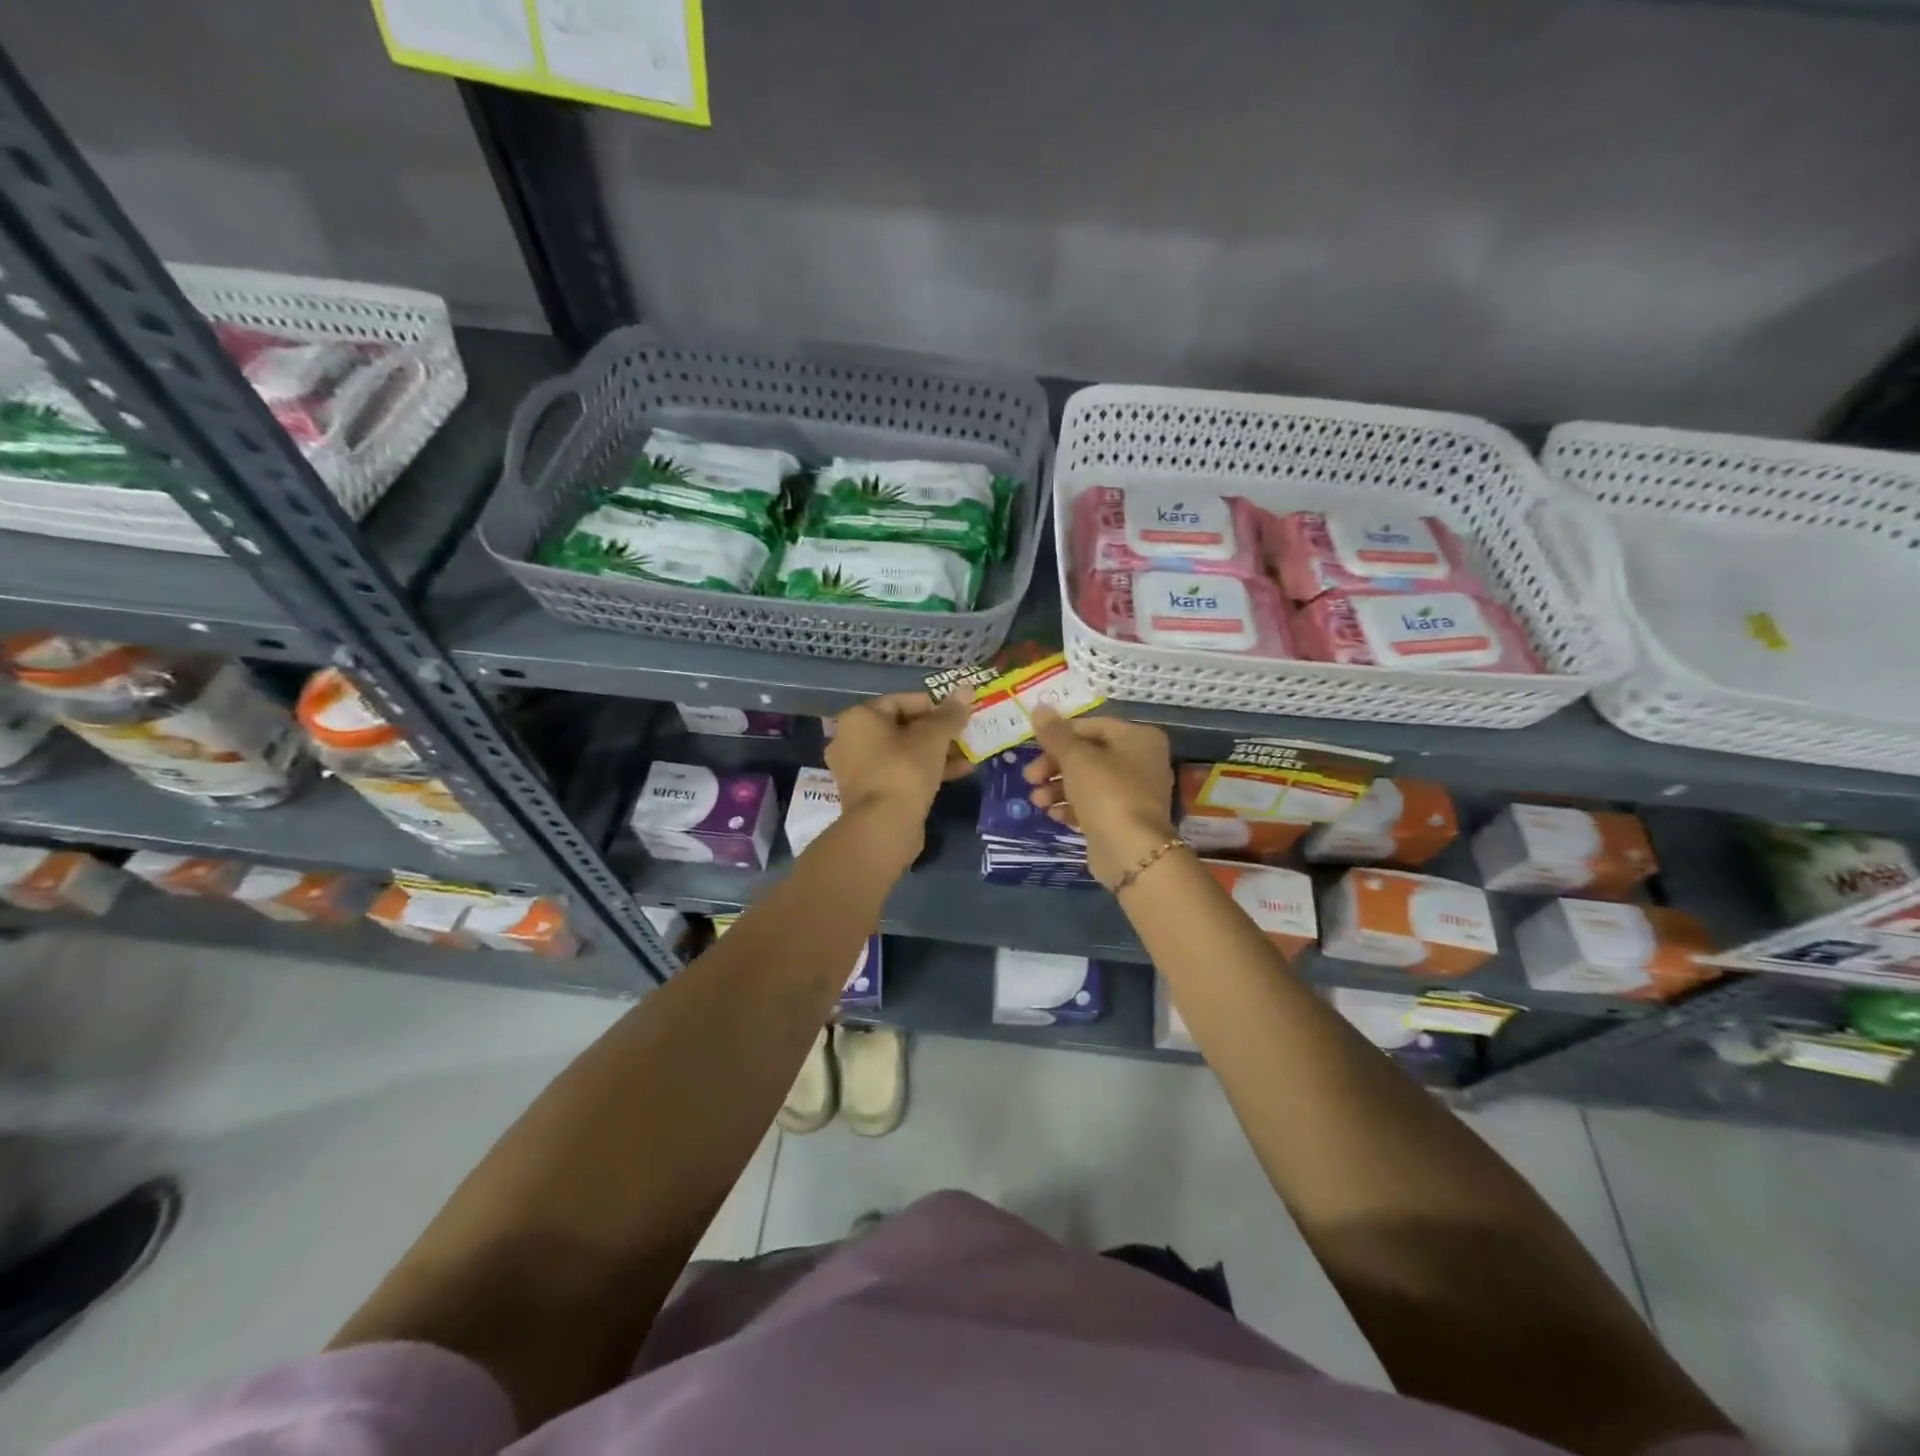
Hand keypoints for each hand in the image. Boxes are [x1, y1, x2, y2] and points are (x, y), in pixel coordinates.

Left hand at [825, 688, 973, 866]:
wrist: (883, 827)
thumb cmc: (904, 770)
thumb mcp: (933, 737)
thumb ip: (950, 714)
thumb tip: (967, 689)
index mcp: (858, 718)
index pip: (900, 700)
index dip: (933, 705)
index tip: (958, 713)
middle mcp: (850, 740)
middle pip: (902, 728)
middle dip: (937, 732)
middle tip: (965, 734)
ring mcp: (857, 771)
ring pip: (903, 753)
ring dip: (936, 752)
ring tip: (969, 755)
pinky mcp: (869, 795)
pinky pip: (900, 774)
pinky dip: (926, 771)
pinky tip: (959, 773)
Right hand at [1023, 707, 1177, 886]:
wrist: (1132, 851)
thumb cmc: (1106, 793)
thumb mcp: (1075, 758)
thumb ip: (1055, 734)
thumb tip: (1039, 706)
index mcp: (1138, 738)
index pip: (1092, 726)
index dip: (1060, 735)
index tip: (1034, 747)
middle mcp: (1141, 761)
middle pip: (1088, 755)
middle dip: (1054, 766)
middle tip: (1029, 777)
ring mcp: (1134, 792)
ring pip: (1088, 782)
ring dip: (1057, 788)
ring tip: (1037, 801)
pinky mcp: (1123, 819)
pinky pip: (1093, 805)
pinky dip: (1072, 807)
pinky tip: (1053, 814)